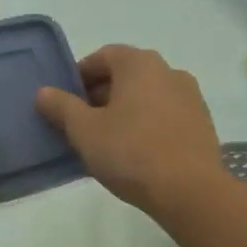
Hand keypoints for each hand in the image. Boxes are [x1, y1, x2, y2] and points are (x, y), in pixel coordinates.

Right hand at [36, 45, 223, 215]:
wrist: (189, 190)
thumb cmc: (130, 152)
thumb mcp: (85, 131)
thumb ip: (62, 107)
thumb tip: (44, 92)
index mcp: (139, 64)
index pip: (104, 56)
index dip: (80, 74)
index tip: (65, 99)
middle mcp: (169, 71)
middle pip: (127, 75)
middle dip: (102, 94)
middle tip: (81, 122)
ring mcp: (190, 97)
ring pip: (148, 96)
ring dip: (126, 110)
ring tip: (107, 140)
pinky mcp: (202, 123)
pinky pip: (165, 115)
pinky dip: (148, 124)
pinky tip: (136, 152)